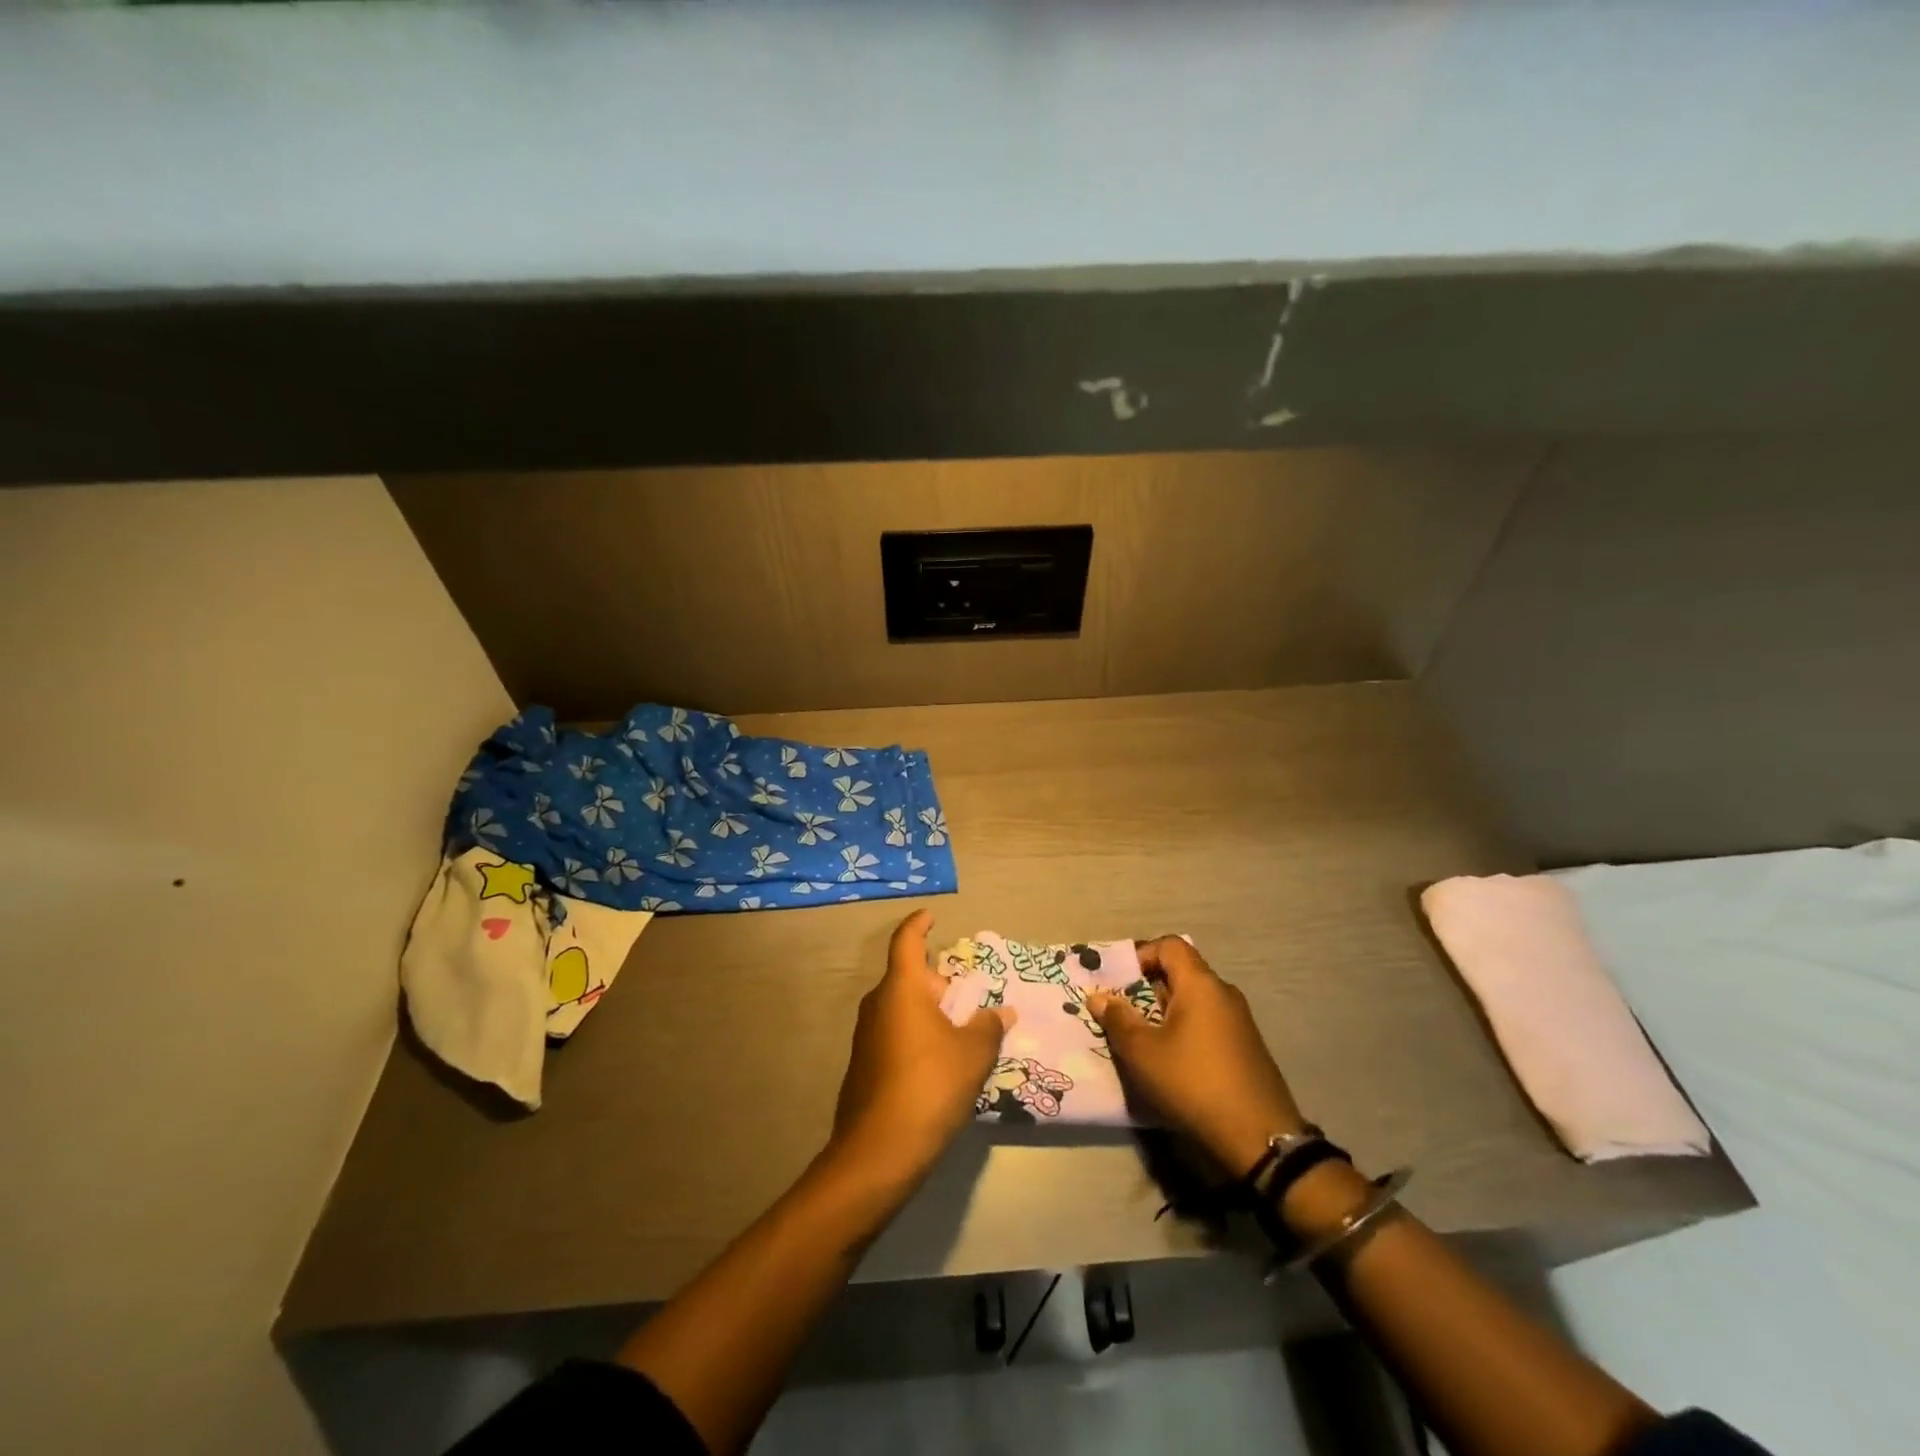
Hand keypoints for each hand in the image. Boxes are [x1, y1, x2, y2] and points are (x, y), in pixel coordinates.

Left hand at [829, 909, 1014, 1184]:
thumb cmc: (930, 1085)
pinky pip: (895, 1036)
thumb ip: (989, 1026)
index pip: (906, 940)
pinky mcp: (863, 1067)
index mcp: (901, 988)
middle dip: (938, 984)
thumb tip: (1002, 1012)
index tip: (931, 916)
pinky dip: (917, 1038)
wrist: (879, 1152)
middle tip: (969, 1000)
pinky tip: (940, 1066)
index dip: (919, 925)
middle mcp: (878, 1004)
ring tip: (962, 1036)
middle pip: (909, 979)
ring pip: (902, 1010)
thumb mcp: (973, 1053)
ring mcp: (866, 1037)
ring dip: (930, 1014)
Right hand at [1087, 937, 1305, 1176]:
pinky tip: (1170, 1063)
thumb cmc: (1193, 1082)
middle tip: (1120, 1014)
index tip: (1118, 982)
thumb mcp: (1143, 1052)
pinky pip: (1207, 1024)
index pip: (1170, 945)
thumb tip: (1099, 997)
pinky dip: (1184, 1032)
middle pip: (1180, 973)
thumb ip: (1117, 1019)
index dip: (1141, 955)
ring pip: (1193, 1002)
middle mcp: (1223, 994)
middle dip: (1146, 989)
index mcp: (1201, 984)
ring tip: (1140, 1041)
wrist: (1260, 1139)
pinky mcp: (1246, 1049)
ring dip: (1163, 1014)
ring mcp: (1239, 1022)